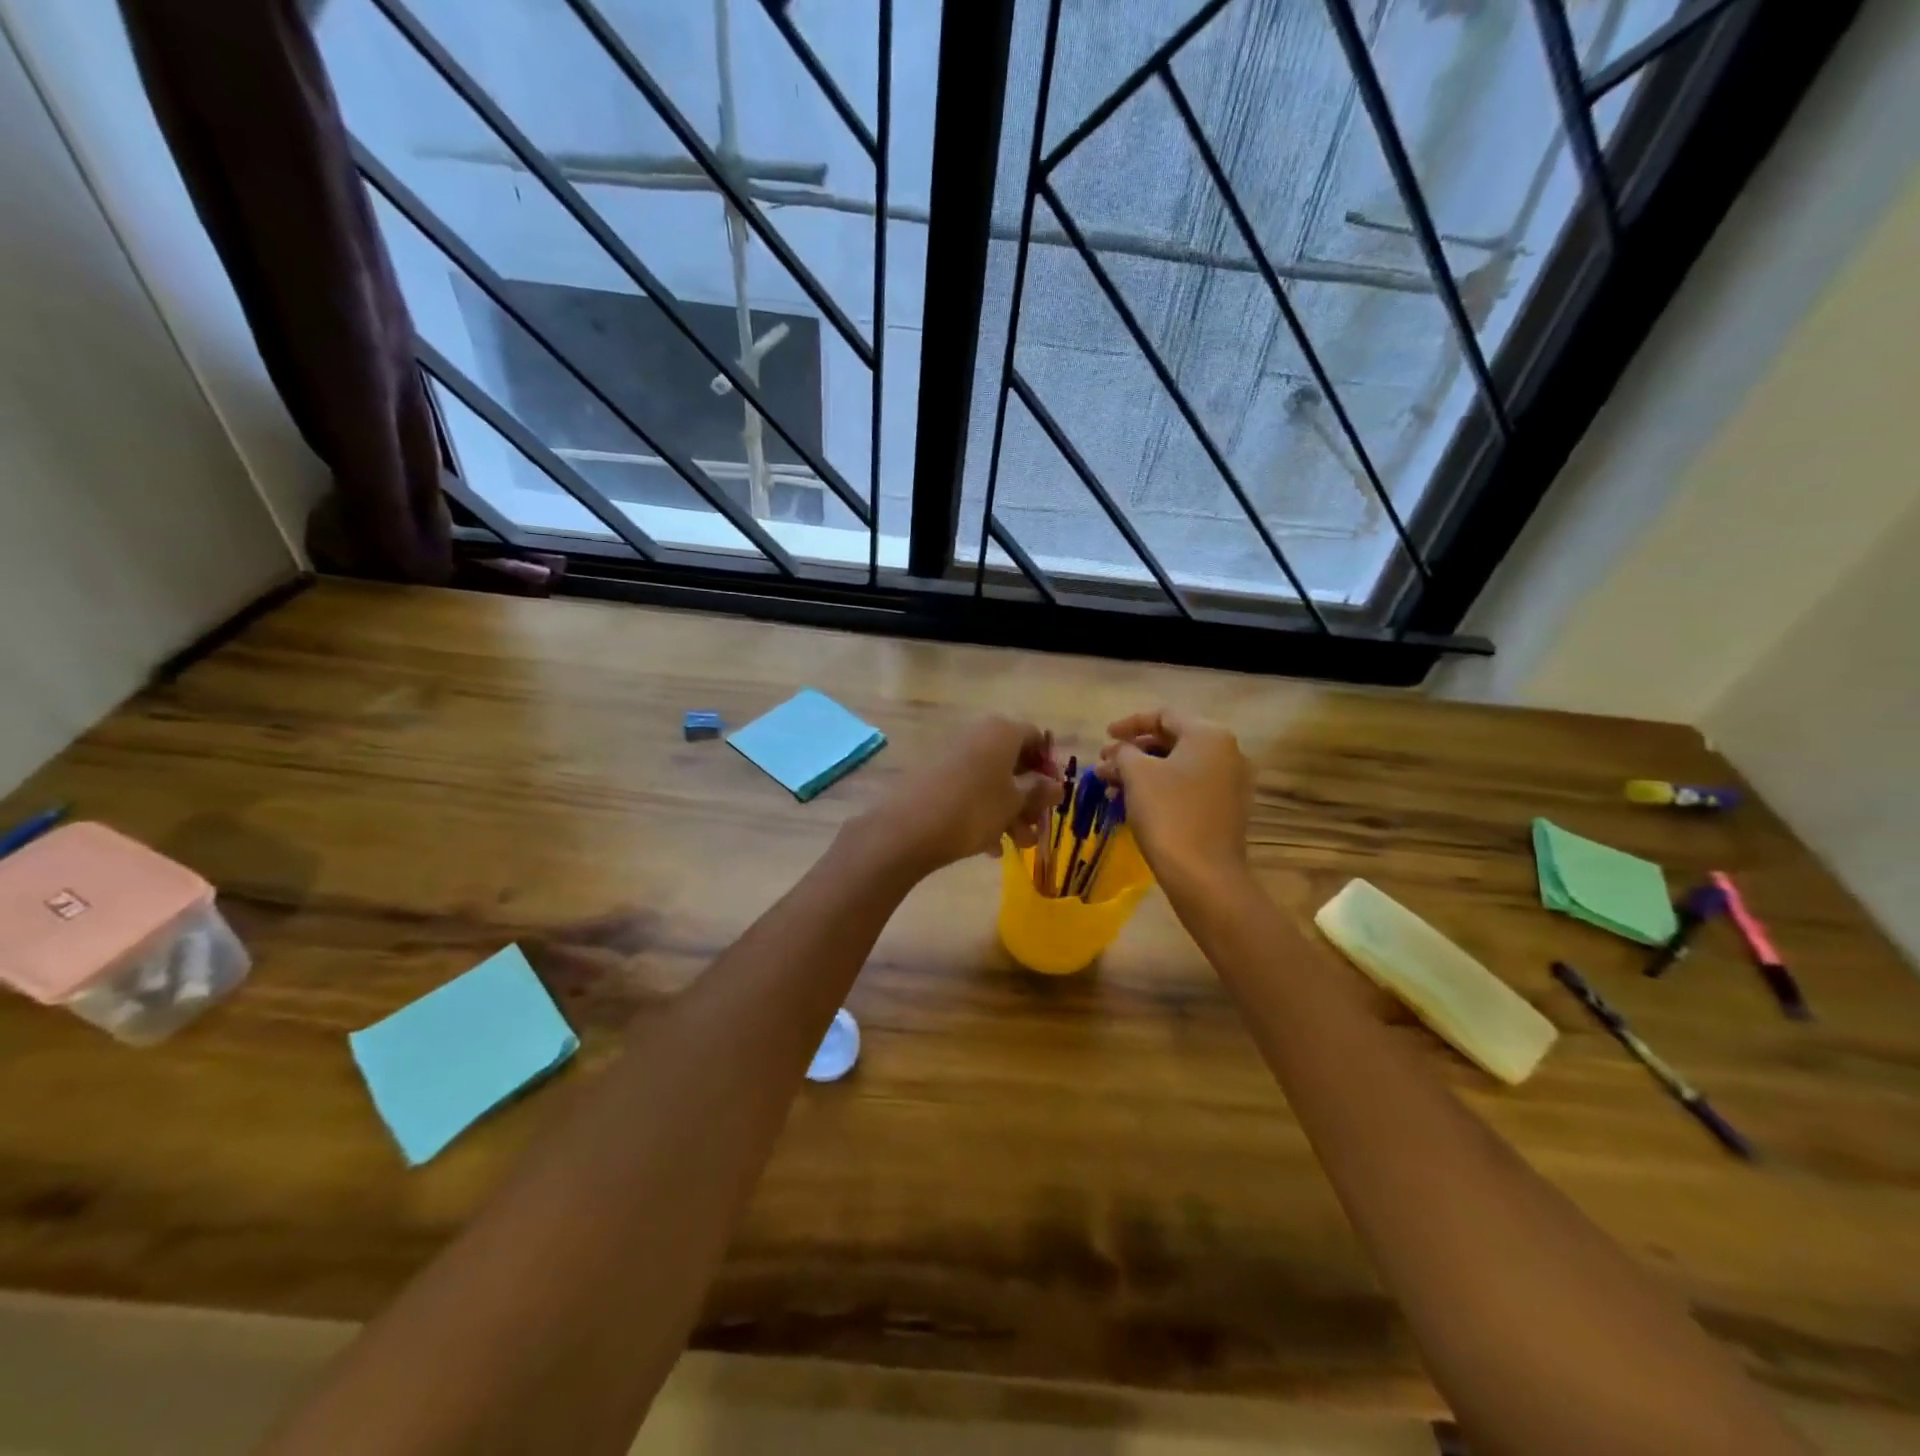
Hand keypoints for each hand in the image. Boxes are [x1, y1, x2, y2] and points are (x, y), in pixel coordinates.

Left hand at [862, 715, 1061, 875]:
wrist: (907, 829)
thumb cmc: (973, 809)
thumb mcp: (1015, 802)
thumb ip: (1039, 791)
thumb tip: (1056, 785)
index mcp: (1000, 731)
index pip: (1036, 738)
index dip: (1049, 767)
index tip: (1054, 797)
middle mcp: (976, 735)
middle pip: (1014, 762)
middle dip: (1029, 797)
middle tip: (1037, 828)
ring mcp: (952, 754)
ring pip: (992, 780)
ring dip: (1009, 811)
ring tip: (1017, 845)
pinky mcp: (934, 776)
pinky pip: (969, 790)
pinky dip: (984, 813)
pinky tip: (989, 847)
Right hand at [1097, 709, 1252, 895]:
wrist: (1204, 875)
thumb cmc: (1168, 814)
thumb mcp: (1136, 774)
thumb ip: (1123, 752)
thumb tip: (1118, 750)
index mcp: (1208, 735)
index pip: (1163, 715)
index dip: (1129, 723)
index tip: (1105, 736)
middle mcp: (1226, 752)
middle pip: (1171, 740)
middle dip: (1133, 751)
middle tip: (1104, 764)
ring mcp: (1230, 782)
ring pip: (1178, 766)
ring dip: (1142, 772)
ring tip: (1110, 786)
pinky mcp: (1226, 809)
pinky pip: (1188, 787)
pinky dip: (1161, 788)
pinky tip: (1134, 803)